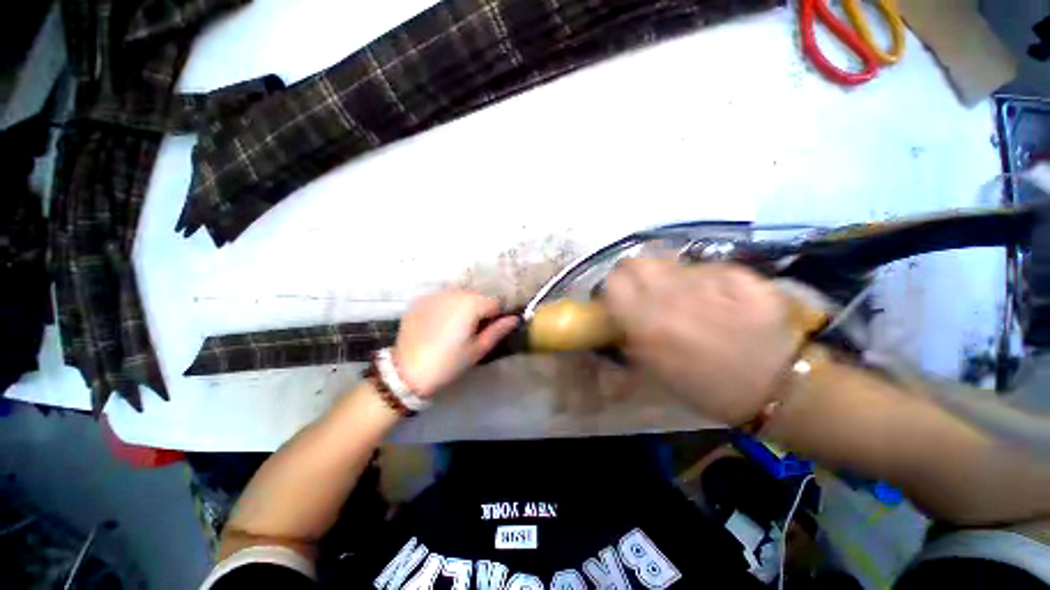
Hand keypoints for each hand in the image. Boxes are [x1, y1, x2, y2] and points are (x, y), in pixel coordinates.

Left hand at [394, 290, 518, 396]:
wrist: (406, 372)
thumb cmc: (448, 363)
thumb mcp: (478, 349)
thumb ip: (498, 330)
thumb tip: (515, 318)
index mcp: (471, 304)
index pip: (494, 303)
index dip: (494, 318)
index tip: (485, 332)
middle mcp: (454, 292)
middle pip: (476, 297)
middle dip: (478, 310)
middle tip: (469, 332)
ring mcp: (434, 295)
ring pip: (458, 296)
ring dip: (461, 307)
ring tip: (452, 329)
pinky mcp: (419, 300)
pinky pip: (441, 299)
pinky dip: (444, 307)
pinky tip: (437, 325)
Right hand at [605, 259, 803, 424]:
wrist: (775, 387)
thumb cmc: (707, 387)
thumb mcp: (654, 370)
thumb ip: (630, 335)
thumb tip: (619, 312)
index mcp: (647, 325)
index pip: (613, 282)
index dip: (614, 288)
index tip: (622, 298)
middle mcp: (672, 298)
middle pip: (637, 261)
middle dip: (636, 273)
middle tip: (649, 290)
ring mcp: (708, 284)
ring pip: (671, 261)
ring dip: (670, 275)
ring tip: (684, 294)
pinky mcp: (740, 276)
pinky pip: (707, 265)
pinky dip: (705, 277)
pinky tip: (717, 296)